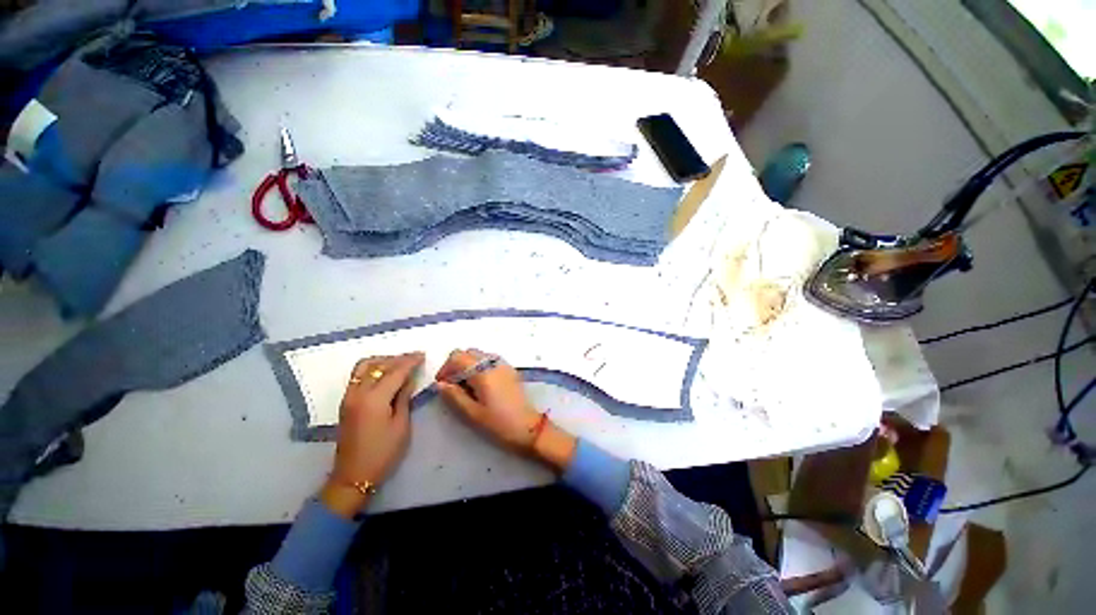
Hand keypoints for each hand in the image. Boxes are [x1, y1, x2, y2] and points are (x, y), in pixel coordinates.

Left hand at [320, 352, 423, 517]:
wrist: (353, 476)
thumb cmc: (383, 453)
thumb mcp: (401, 425)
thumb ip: (404, 397)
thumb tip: (410, 379)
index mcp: (374, 399)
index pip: (395, 371)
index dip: (410, 361)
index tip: (422, 354)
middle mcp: (358, 393)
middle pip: (378, 365)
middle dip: (398, 358)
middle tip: (415, 358)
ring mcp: (348, 397)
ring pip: (364, 367)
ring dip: (383, 361)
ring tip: (400, 363)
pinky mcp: (346, 402)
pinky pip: (358, 376)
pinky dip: (373, 368)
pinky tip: (385, 373)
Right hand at [435, 349, 575, 471]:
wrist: (529, 427)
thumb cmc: (499, 423)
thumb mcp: (472, 413)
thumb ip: (454, 396)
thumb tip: (439, 384)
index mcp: (483, 372)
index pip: (458, 357)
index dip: (445, 368)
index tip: (442, 385)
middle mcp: (493, 363)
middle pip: (468, 352)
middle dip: (456, 365)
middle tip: (452, 385)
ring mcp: (504, 365)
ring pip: (479, 355)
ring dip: (468, 365)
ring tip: (466, 386)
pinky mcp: (510, 370)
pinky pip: (490, 360)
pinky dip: (480, 366)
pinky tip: (481, 385)